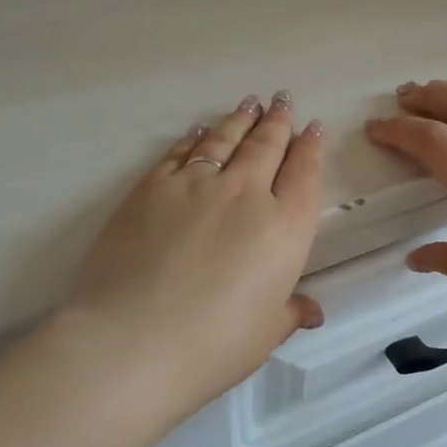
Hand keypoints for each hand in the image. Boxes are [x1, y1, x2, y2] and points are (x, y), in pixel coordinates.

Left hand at [64, 92, 325, 421]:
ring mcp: (196, 185)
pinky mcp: (152, 187)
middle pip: (267, 147)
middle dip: (279, 121)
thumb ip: (290, 312)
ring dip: (241, 119)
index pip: (305, 176)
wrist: (132, 342)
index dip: (311, 149)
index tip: (314, 128)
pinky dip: (195, 137)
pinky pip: (180, 152)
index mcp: (285, 229)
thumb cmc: (212, 346)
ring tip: (250, 103)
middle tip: (283, 100)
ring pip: (226, 140)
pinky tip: (200, 130)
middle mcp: (246, 195)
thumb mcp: (264, 334)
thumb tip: (312, 311)